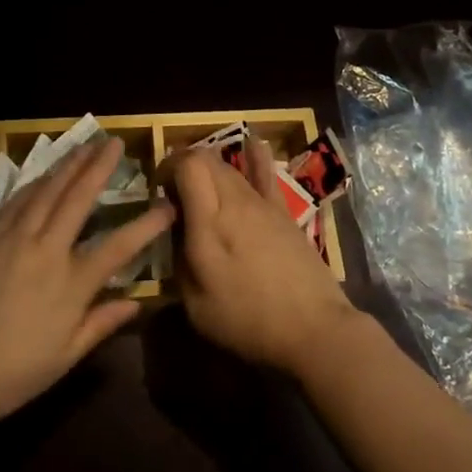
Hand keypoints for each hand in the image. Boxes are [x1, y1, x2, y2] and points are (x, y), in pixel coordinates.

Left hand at [0, 137, 172, 429]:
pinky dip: (34, 183)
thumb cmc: (5, 375)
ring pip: (45, 191)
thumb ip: (99, 325)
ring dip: (68, 165)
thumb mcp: (61, 360)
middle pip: (78, 199)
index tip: (168, 205)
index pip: (119, 246)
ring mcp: (11, 238)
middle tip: (115, 142)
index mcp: (70, 283)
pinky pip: (15, 201)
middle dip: (99, 167)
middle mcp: (45, 250)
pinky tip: (41, 175)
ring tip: (84, 146)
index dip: (147, 225)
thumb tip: (135, 303)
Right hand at [170, 139, 359, 374]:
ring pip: (231, 166)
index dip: (169, 167)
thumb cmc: (248, 321)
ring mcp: (263, 204)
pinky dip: (254, 156)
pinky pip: (265, 174)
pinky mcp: (283, 212)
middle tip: (173, 190)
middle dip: (184, 165)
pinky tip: (251, 144)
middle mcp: (235, 202)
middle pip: (207, 160)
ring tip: (200, 181)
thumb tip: (175, 232)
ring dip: (210, 167)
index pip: (188, 166)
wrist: (313, 328)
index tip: (158, 188)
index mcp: (209, 223)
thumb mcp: (197, 305)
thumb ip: (179, 262)